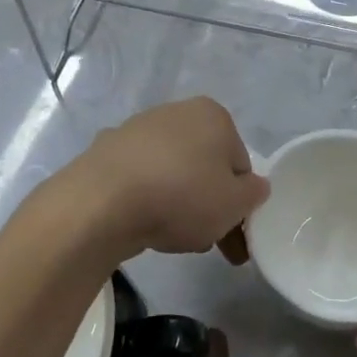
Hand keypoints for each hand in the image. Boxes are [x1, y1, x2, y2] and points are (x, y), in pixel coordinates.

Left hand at [57, 98, 267, 262]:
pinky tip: (144, 225)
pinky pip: (141, 179)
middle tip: (210, 244)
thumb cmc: (182, 196)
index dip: (241, 202)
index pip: (240, 162)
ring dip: (180, 204)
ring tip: (174, 240)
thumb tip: (254, 187)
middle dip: (210, 205)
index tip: (236, 234)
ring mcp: (138, 129)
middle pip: (205, 166)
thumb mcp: (235, 204)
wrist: (102, 202)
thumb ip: (254, 194)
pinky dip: (148, 199)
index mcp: (213, 115)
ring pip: (173, 173)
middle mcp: (176, 112)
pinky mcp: (108, 151)